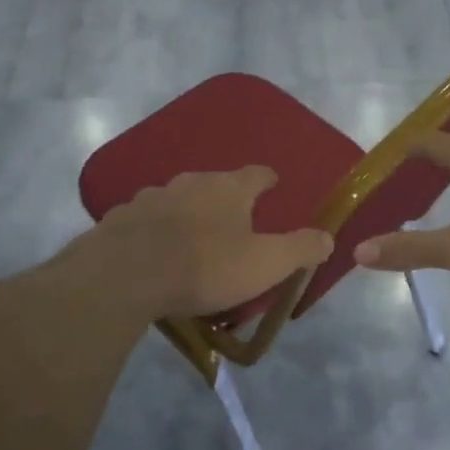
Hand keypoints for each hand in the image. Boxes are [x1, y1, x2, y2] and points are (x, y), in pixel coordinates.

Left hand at [82, 167, 333, 319]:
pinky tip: (153, 251)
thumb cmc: (205, 265)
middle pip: (215, 184)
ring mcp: (151, 197)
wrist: (125, 275)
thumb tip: (329, 238)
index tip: (273, 186)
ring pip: (177, 200)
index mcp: (229, 188)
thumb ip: (300, 249)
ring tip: (192, 238)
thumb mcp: (266, 263)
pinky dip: (154, 231)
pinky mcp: (120, 218)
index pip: (257, 174)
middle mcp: (190, 182)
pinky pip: (145, 220)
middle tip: (234, 221)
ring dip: (187, 213)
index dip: (267, 180)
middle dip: (225, 199)